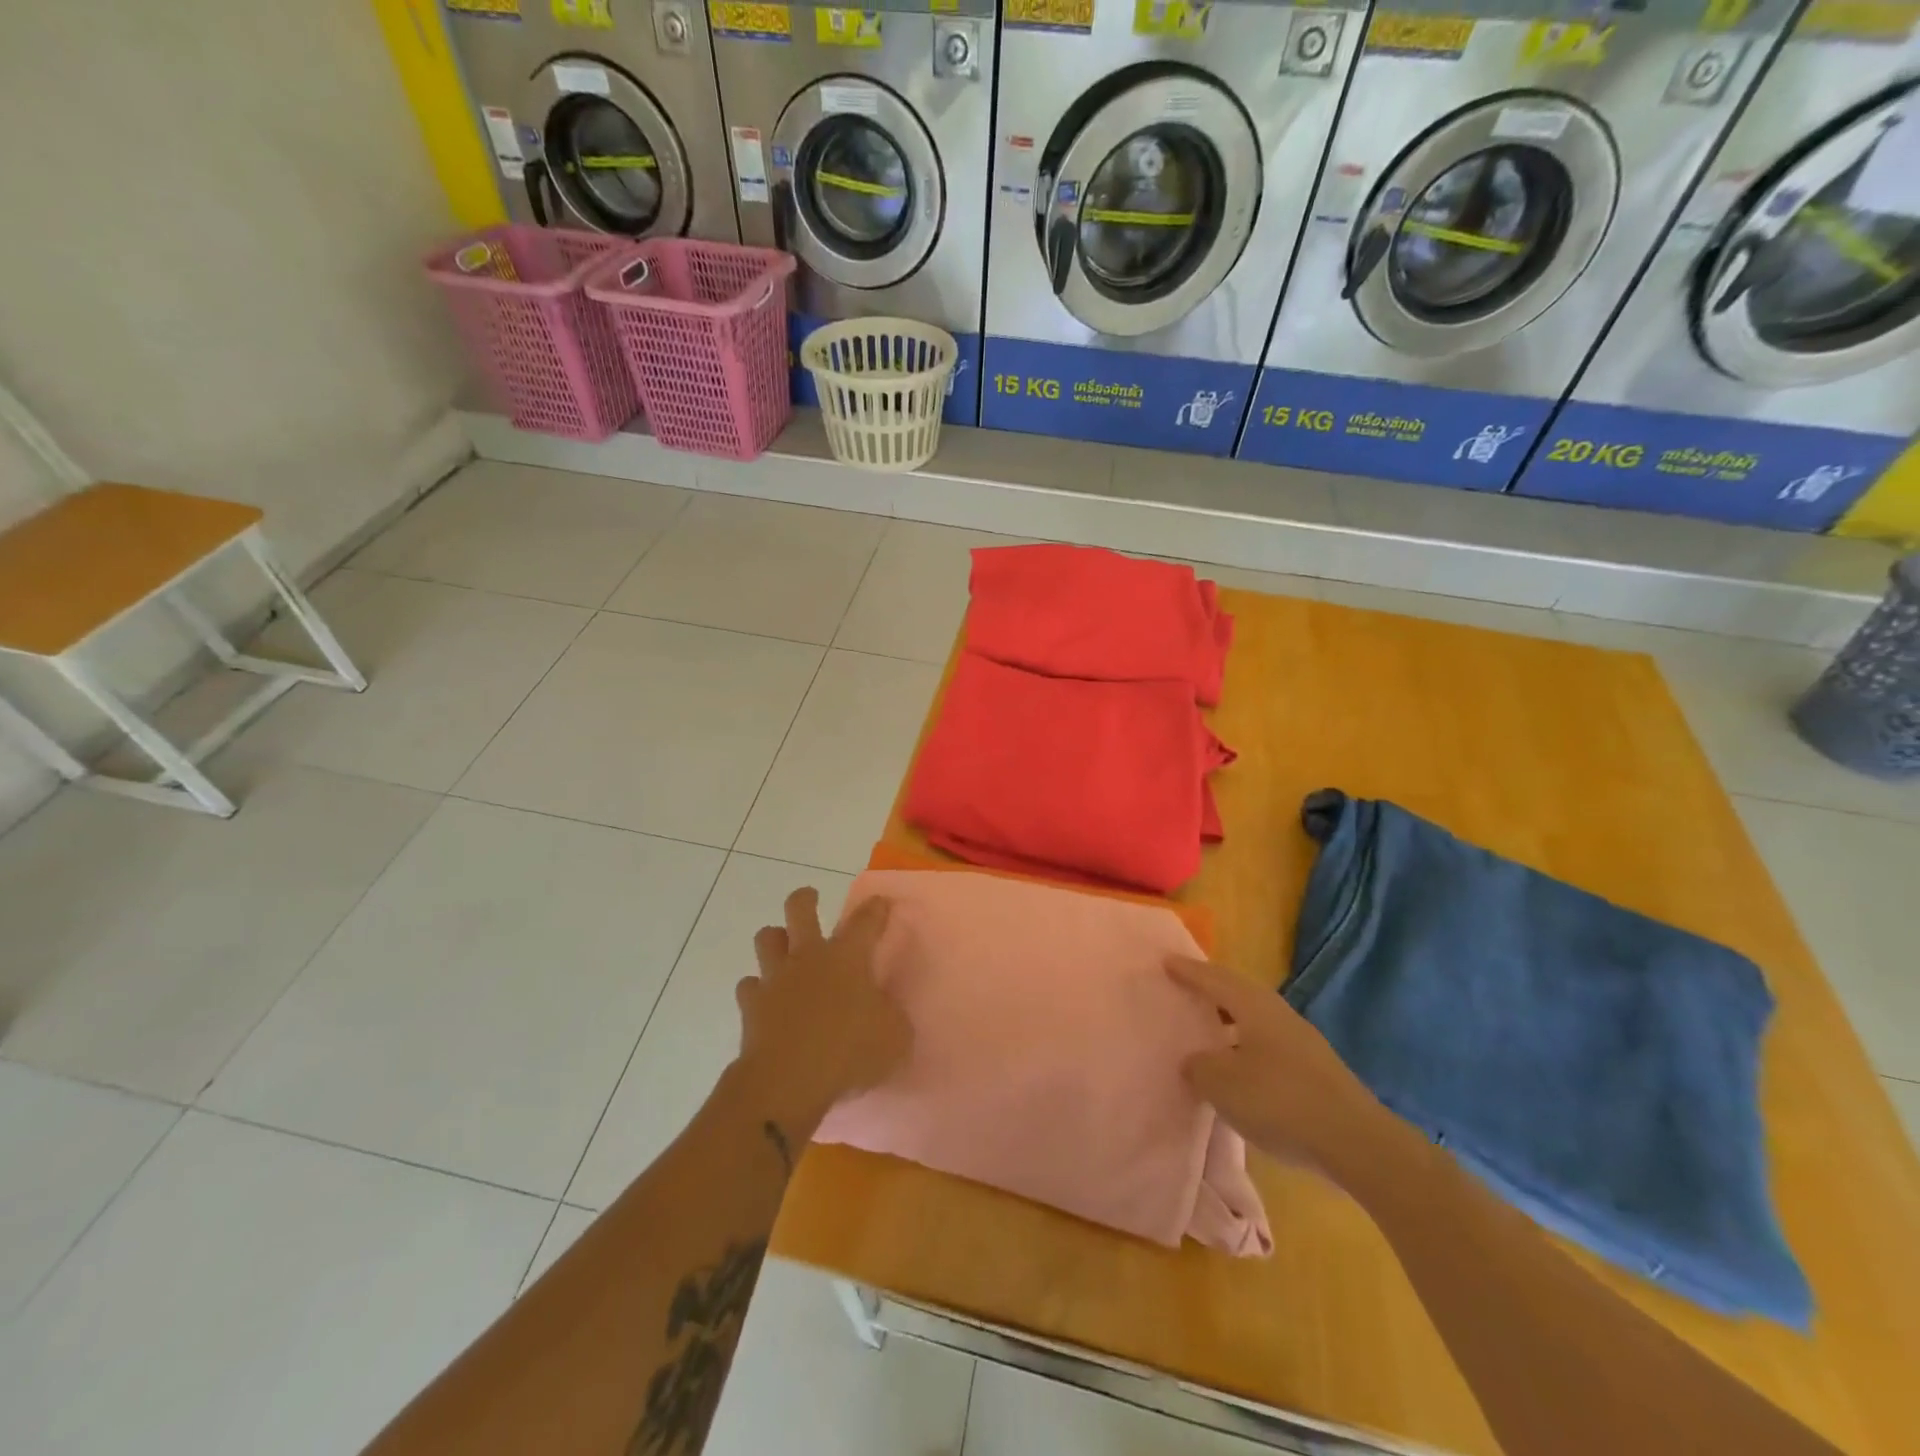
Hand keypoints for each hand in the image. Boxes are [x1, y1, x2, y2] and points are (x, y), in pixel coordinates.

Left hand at [733, 889, 911, 1136]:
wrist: (788, 1081)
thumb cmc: (849, 1051)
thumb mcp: (894, 1037)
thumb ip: (892, 1017)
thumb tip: (886, 1011)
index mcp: (848, 957)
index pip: (865, 921)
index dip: (875, 909)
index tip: (880, 902)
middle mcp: (809, 957)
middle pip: (799, 908)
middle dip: (806, 899)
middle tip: (811, 899)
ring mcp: (775, 978)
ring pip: (767, 938)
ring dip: (775, 940)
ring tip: (784, 950)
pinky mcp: (751, 1005)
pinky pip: (749, 986)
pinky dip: (757, 990)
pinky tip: (765, 1001)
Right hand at [1168, 956, 1394, 1182]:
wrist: (1356, 1143)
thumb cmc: (1281, 1101)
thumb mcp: (1223, 1085)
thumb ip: (1199, 1067)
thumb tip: (1194, 1061)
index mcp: (1255, 1007)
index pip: (1214, 980)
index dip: (1188, 971)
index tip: (1166, 960)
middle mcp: (1279, 1014)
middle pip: (1238, 992)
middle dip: (1211, 987)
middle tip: (1185, 986)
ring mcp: (1301, 1041)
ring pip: (1255, 1017)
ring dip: (1229, 1017)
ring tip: (1207, 1025)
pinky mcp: (1313, 1069)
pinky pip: (1267, 1042)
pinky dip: (1245, 1043)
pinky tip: (1238, 1064)